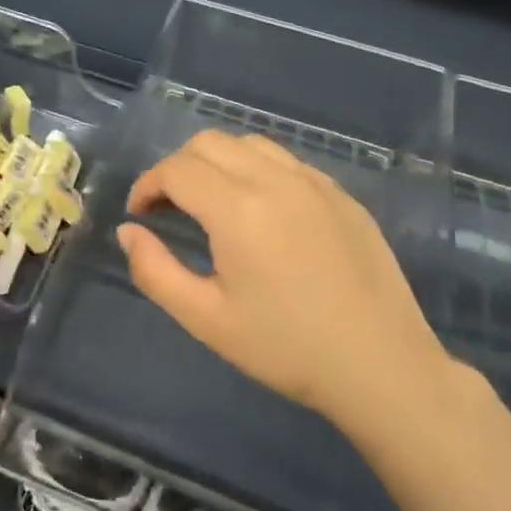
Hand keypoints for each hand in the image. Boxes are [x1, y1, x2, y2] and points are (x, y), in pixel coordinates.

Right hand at [117, 129, 470, 448]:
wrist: (381, 367)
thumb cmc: (285, 348)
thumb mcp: (205, 319)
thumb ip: (154, 270)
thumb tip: (129, 232)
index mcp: (238, 209)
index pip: (177, 169)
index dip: (147, 185)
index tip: (139, 215)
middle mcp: (276, 181)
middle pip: (209, 143)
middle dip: (177, 168)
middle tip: (168, 209)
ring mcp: (315, 184)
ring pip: (250, 145)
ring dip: (217, 162)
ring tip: (211, 204)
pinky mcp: (343, 197)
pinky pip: (287, 162)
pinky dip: (257, 170)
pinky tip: (261, 212)